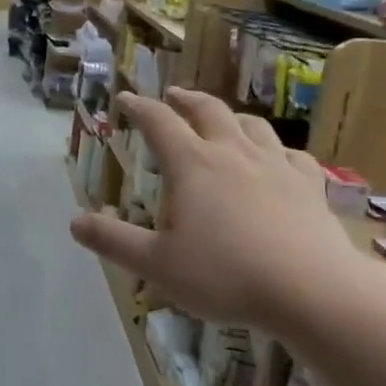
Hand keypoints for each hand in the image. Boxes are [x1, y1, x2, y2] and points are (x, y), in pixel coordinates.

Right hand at [70, 89, 364, 336]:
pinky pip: (292, 154)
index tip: (126, 97)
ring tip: (222, 118)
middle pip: (208, 111)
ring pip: (251, 125)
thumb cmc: (225, 274)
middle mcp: (233, 153)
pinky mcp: (309, 185)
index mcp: (192, 165)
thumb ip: (113, 241)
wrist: (311, 290)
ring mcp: (276, 165)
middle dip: (186, 99)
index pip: (159, 123)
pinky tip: (278, 157)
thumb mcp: (156, 264)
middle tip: (173, 95)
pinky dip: (277, 148)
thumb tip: (75, 222)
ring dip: (230, 116)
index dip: (139, 108)